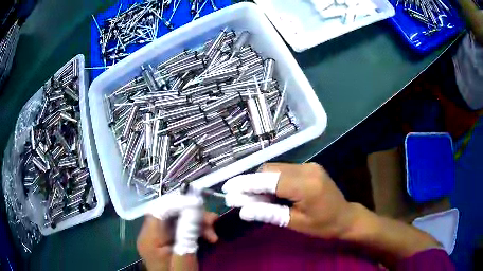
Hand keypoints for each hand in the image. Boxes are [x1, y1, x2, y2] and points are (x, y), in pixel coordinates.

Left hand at [137, 194, 218, 270]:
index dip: (179, 203)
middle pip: (170, 213)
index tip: (200, 205)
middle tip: (213, 222)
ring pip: (177, 219)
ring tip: (213, 234)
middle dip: (193, 214)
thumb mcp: (185, 259)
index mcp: (149, 239)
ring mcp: (158, 237)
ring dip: (197, 222)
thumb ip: (187, 235)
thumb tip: (194, 210)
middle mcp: (150, 234)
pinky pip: (180, 228)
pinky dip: (195, 230)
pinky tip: (207, 237)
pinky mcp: (166, 241)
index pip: (159, 210)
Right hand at [222, 163, 358, 238]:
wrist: (345, 217)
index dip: (246, 183)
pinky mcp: (309, 167)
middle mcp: (307, 169)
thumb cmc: (323, 225)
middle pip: (270, 170)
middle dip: (251, 183)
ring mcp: (309, 165)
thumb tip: (242, 210)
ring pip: (275, 168)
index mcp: (306, 185)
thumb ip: (269, 213)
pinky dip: (272, 181)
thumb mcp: (295, 223)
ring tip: (253, 199)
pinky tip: (268, 193)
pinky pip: (284, 170)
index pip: (269, 180)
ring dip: (261, 182)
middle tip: (240, 199)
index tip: (228, 189)